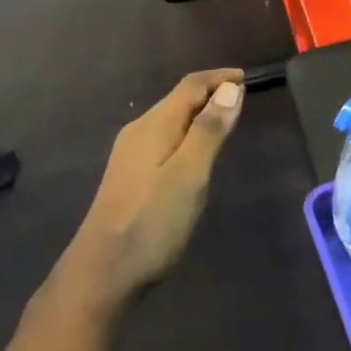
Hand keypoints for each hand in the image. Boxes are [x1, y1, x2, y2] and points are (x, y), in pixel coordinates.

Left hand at [58, 69, 245, 315]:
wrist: (102, 272)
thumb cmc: (152, 222)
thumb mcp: (190, 174)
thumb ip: (209, 130)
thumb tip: (231, 88)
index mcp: (153, 126)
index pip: (190, 86)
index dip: (219, 78)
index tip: (247, 79)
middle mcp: (139, 132)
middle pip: (178, 100)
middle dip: (210, 93)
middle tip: (243, 99)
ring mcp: (131, 156)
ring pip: (171, 121)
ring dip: (199, 114)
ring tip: (227, 122)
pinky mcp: (130, 177)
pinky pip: (165, 140)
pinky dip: (188, 135)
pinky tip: (197, 154)